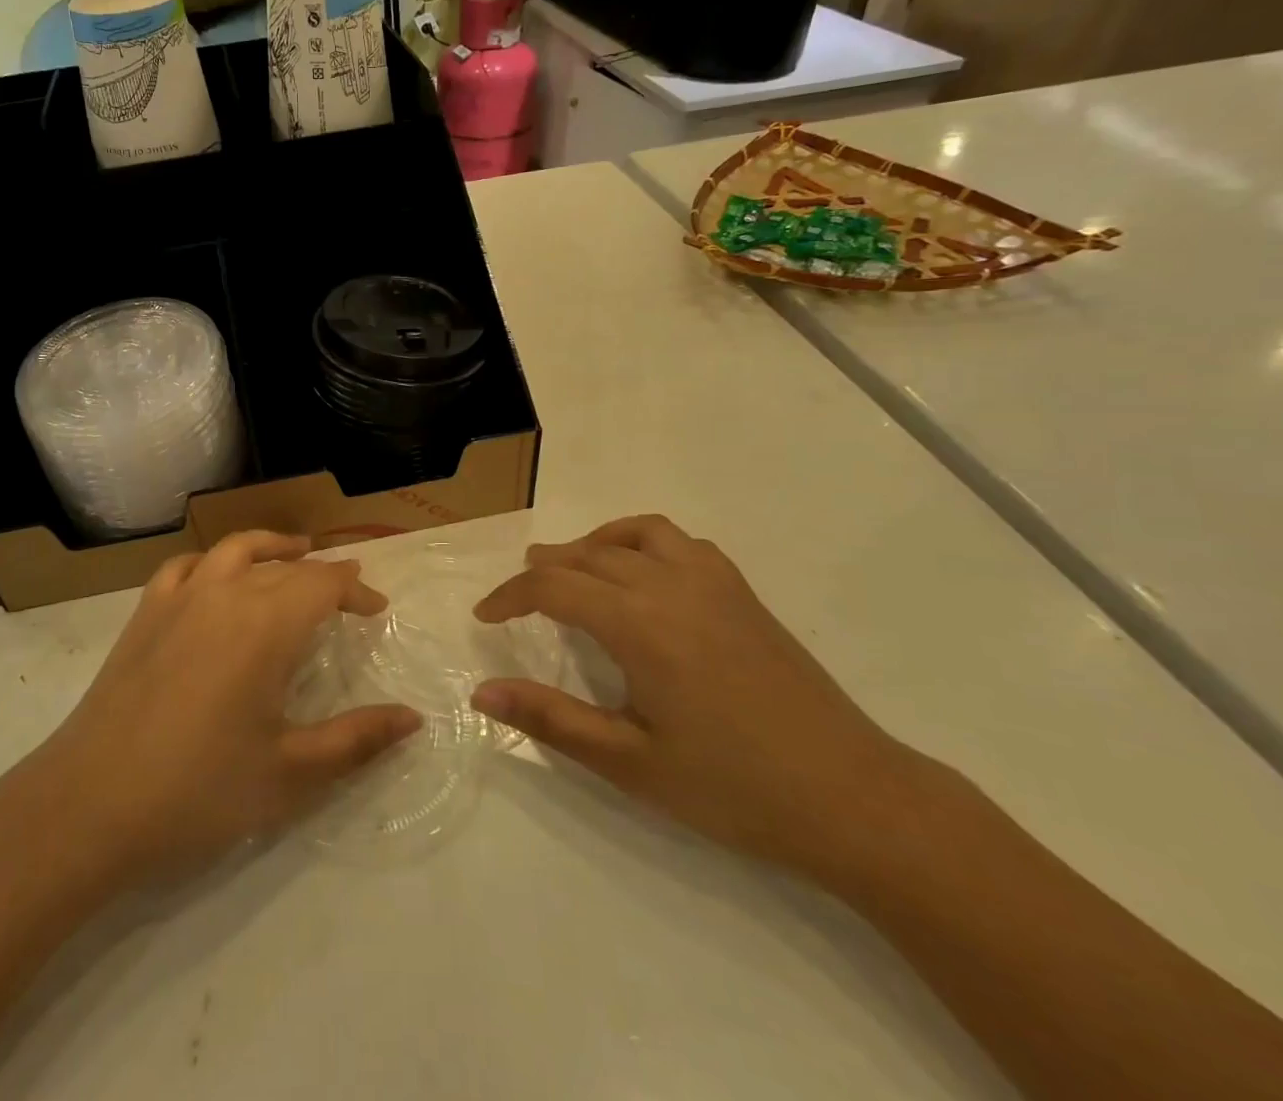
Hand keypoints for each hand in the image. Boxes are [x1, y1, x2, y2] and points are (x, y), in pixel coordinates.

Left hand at [22, 531, 419, 888]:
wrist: (89, 805)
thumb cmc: (198, 791)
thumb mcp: (290, 773)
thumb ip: (357, 740)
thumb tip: (413, 718)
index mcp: (266, 625)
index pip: (324, 583)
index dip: (356, 589)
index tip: (377, 610)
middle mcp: (225, 594)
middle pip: (285, 566)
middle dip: (322, 575)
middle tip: (347, 596)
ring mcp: (178, 598)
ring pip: (235, 549)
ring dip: (271, 547)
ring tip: (293, 552)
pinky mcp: (144, 613)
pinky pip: (186, 566)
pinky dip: (213, 562)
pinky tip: (216, 578)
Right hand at [470, 515, 927, 879]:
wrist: (853, 799)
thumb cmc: (733, 788)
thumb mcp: (629, 763)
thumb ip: (551, 720)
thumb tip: (481, 693)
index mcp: (639, 625)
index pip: (553, 586)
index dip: (510, 595)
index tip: (486, 615)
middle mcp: (671, 586)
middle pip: (590, 554)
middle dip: (546, 567)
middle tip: (519, 592)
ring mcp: (714, 583)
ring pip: (637, 534)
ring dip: (595, 543)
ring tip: (575, 566)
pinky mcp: (743, 593)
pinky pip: (682, 542)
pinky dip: (646, 543)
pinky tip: (645, 575)